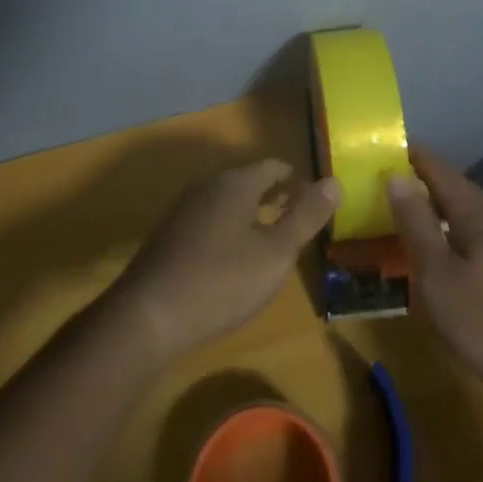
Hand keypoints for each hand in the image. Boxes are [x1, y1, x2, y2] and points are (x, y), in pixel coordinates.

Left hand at [116, 159, 339, 359]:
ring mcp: (184, 209)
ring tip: (267, 241)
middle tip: (295, 220)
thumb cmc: (221, 281)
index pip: (274, 166)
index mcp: (237, 183)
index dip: (297, 181)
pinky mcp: (168, 235)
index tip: (313, 201)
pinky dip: (227, 229)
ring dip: (250, 213)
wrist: (148, 315)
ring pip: (227, 201)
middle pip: (249, 181)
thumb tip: (334, 181)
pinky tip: (230, 261)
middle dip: (274, 196)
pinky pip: (207, 220)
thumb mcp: (275, 253)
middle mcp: (209, 186)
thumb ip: (306, 216)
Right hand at [385, 146, 482, 406]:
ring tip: (410, 214)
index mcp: (477, 212)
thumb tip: (396, 175)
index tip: (383, 149)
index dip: (412, 156)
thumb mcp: (439, 276)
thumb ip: (417, 224)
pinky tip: (444, 253)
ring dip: (438, 208)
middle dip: (423, 181)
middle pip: (455, 188)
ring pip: (468, 214)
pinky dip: (452, 232)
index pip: (439, 169)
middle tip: (388, 182)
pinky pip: (477, 236)